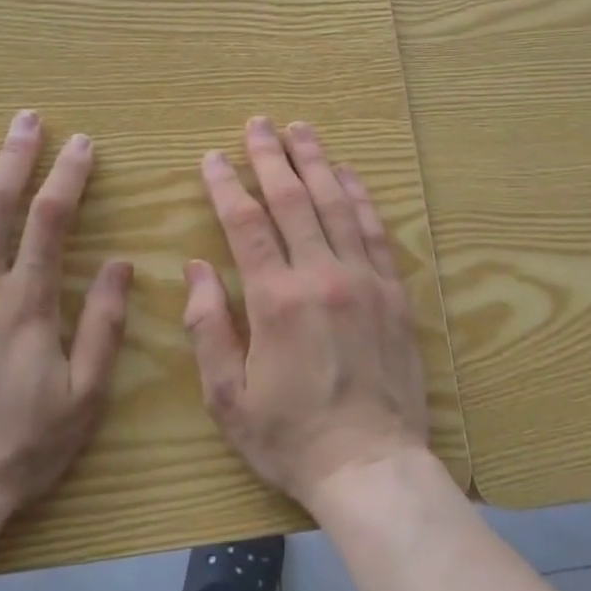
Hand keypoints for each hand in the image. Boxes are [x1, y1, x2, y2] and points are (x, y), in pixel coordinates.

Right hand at [183, 116, 430, 512]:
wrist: (370, 466)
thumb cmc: (290, 437)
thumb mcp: (228, 396)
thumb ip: (208, 326)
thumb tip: (197, 267)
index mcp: (276, 300)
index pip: (246, 223)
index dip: (226, 185)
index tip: (213, 157)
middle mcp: (322, 276)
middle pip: (293, 200)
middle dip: (271, 157)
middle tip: (258, 124)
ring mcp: (364, 280)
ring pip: (336, 204)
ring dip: (316, 163)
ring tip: (300, 130)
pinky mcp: (394, 292)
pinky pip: (375, 230)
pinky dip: (360, 196)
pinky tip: (348, 174)